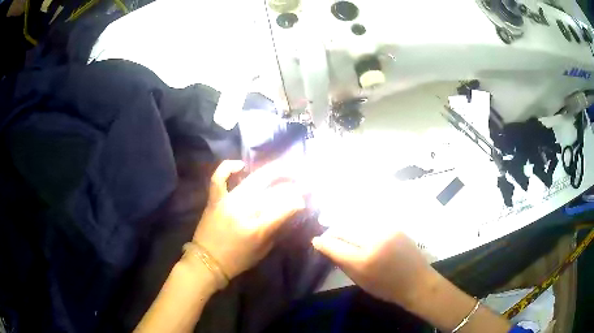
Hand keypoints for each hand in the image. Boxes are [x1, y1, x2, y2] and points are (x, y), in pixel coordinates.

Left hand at [193, 160, 305, 279]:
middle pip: (272, 189)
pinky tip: (241, 165)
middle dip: (291, 180)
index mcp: (258, 228)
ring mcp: (228, 202)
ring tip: (283, 169)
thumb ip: (276, 229)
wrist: (207, 262)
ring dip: (271, 171)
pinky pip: (218, 178)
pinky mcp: (215, 199)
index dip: (298, 201)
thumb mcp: (263, 250)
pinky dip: (227, 168)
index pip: (285, 207)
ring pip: (253, 179)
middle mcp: (244, 211)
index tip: (304, 199)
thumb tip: (289, 211)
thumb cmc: (238, 260)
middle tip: (300, 178)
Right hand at [312, 226, 437, 306]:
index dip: (322, 242)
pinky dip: (361, 223)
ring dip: (346, 225)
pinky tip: (359, 227)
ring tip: (341, 229)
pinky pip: (371, 220)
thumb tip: (326, 248)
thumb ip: (341, 263)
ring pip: (356, 221)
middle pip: (344, 229)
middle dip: (332, 231)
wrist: (417, 281)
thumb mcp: (360, 281)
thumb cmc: (386, 288)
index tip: (316, 240)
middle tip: (328, 235)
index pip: (334, 245)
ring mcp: (385, 230)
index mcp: (362, 260)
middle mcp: (372, 241)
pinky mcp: (394, 226)